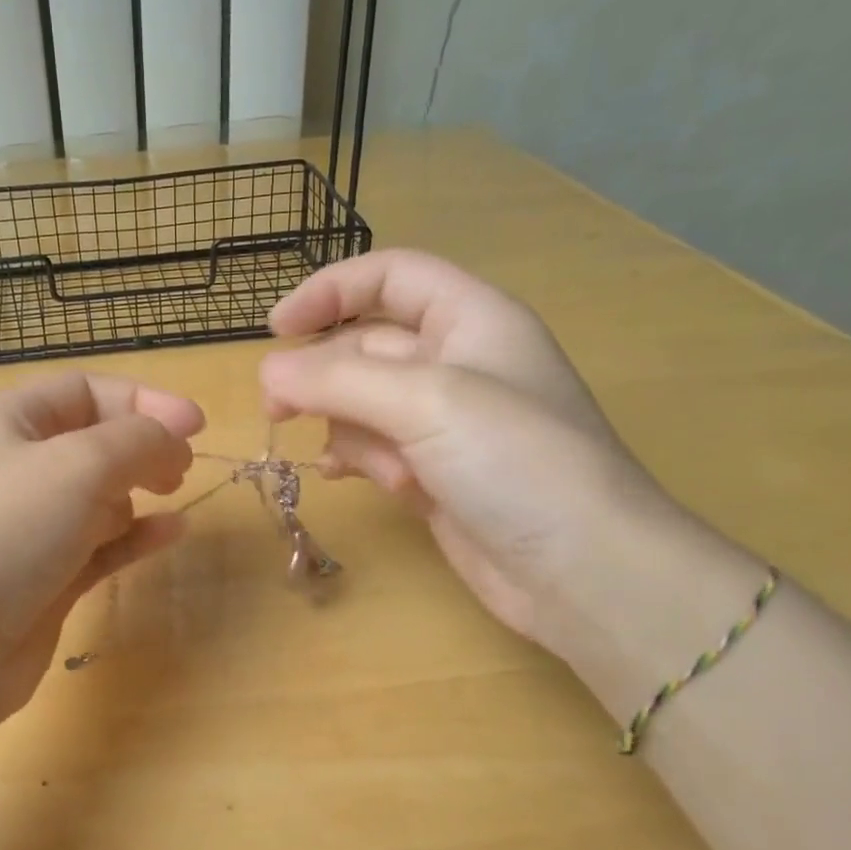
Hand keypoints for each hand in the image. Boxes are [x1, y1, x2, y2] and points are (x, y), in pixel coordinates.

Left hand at [0, 372, 202, 730]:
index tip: (195, 425)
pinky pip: (97, 547)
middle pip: (90, 442)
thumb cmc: (4, 530)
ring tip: (172, 493)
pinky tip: (171, 532)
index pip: (83, 391)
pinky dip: (134, 536)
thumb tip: (173, 443)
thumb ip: (138, 441)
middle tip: (182, 466)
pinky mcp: (41, 581)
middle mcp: (12, 469)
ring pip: (95, 496)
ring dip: (137, 489)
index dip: (143, 400)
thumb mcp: (79, 464)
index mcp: (6, 422)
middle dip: (141, 445)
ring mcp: (25, 529)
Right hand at [260, 249, 674, 654]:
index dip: (330, 290)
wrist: (582, 572)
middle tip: (278, 409)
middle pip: (366, 345)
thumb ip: (338, 379)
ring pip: (362, 402)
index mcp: (472, 319)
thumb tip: (268, 371)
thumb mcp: (424, 401)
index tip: (275, 330)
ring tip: (361, 464)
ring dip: (347, 427)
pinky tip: (346, 478)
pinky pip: (373, 448)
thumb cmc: (515, 462)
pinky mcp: (434, 473)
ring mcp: (445, 423)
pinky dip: (355, 458)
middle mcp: (458, 363)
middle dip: (323, 374)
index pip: (390, 277)